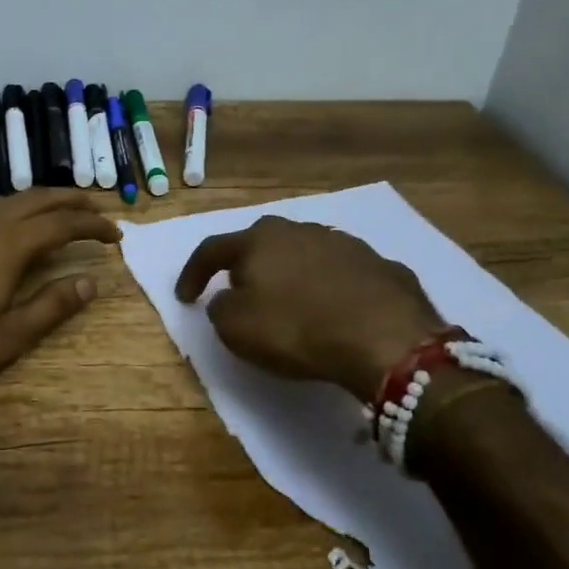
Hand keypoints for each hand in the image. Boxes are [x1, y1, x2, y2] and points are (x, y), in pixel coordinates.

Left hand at [0, 190, 120, 402]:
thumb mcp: (8, 338)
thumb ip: (51, 307)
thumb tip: (90, 283)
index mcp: (7, 246)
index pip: (62, 224)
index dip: (93, 225)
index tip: (116, 234)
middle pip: (36, 199)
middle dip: (70, 200)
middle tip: (96, 210)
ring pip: (6, 201)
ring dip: (38, 202)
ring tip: (57, 213)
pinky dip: (8, 211)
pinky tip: (4, 229)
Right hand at [174, 216, 444, 399]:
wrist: (384, 337)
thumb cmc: (296, 329)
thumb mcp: (236, 328)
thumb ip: (220, 308)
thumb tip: (227, 299)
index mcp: (258, 240)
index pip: (212, 250)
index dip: (192, 274)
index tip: (184, 298)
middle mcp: (299, 230)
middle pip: (261, 243)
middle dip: (246, 265)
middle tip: (240, 290)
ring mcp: (343, 243)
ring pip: (303, 253)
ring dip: (290, 273)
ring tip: (290, 301)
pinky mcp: (378, 263)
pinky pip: (340, 273)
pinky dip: (328, 287)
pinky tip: (333, 310)